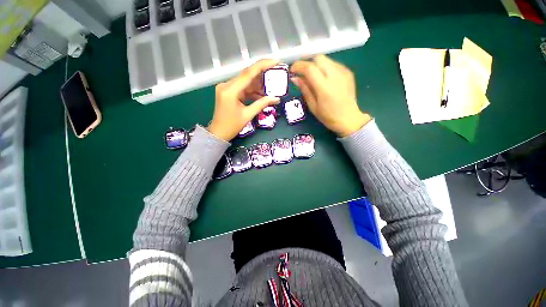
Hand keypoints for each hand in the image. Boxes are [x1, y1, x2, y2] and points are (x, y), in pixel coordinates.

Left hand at [208, 59, 280, 140]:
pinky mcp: (228, 92)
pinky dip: (251, 91)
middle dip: (262, 75)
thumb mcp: (248, 115)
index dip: (263, 65)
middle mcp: (226, 85)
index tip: (275, 61)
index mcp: (230, 90)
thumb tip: (276, 98)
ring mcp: (226, 88)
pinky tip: (261, 94)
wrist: (218, 133)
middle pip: (247, 75)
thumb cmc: (232, 126)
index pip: (248, 73)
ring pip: (245, 81)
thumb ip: (261, 104)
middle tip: (275, 73)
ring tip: (270, 86)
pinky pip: (242, 88)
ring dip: (257, 84)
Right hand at [291, 55, 370, 136]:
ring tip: (312, 76)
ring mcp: (343, 72)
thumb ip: (304, 90)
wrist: (349, 118)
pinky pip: (333, 64)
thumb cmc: (328, 116)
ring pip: (326, 59)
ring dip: (316, 65)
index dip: (298, 66)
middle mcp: (335, 76)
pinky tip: (323, 78)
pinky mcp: (348, 72)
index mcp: (324, 87)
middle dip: (307, 62)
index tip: (292, 70)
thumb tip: (295, 78)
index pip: (309, 68)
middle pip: (318, 58)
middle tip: (301, 71)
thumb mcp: (313, 106)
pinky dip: (325, 68)